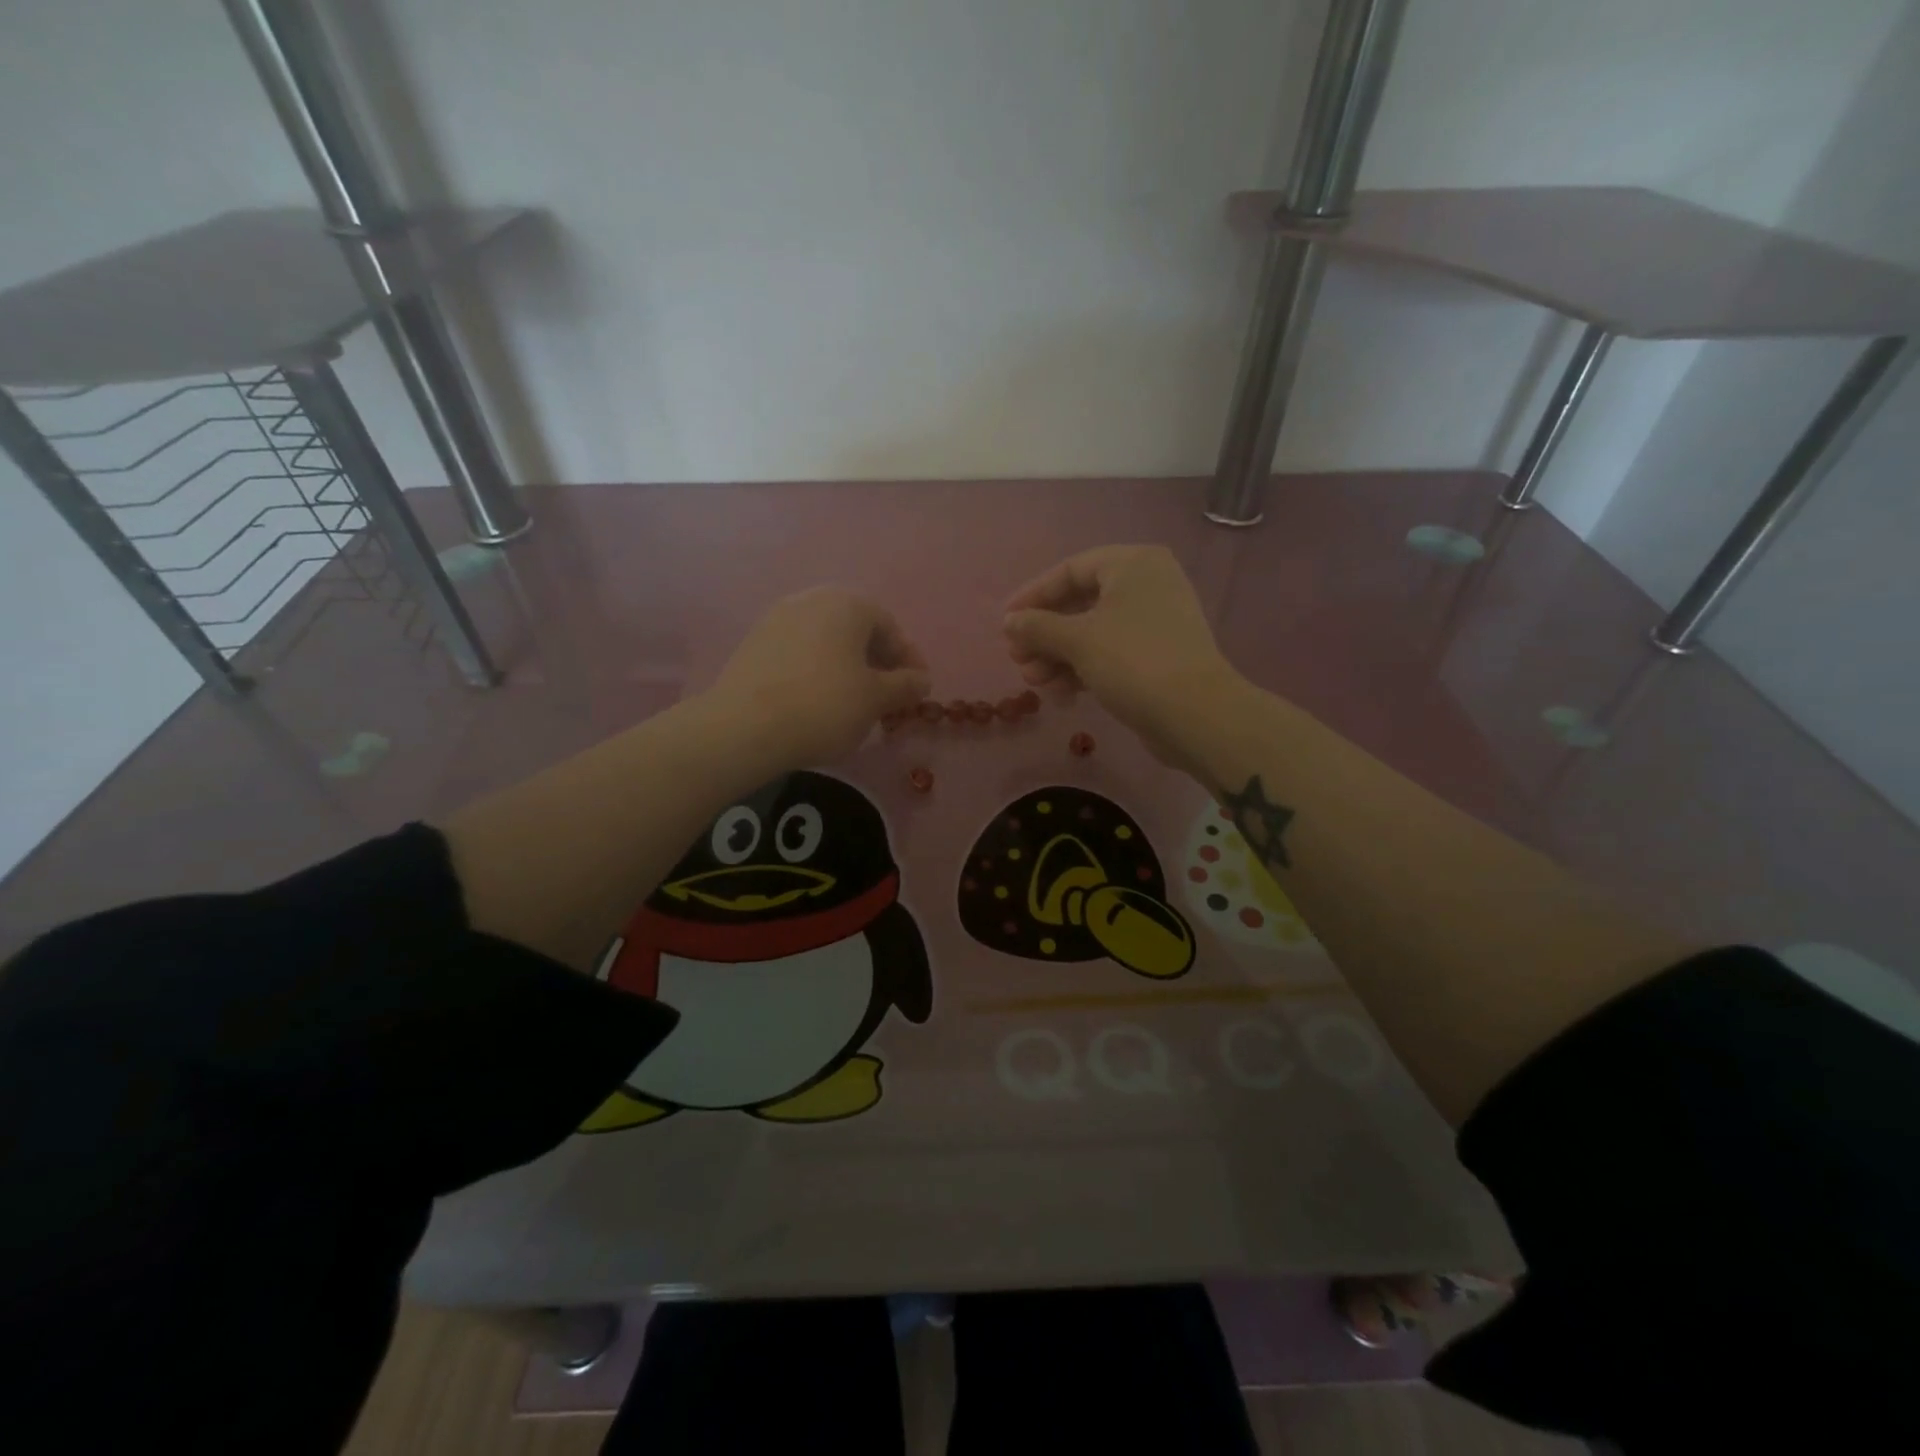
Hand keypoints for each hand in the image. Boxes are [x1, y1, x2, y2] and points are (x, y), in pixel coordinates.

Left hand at [712, 588, 930, 765]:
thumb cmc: (824, 705)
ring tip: (855, 703)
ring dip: (848, 668)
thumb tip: (922, 680)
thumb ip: (905, 686)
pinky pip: (800, 653)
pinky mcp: (754, 643)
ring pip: (827, 641)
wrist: (745, 727)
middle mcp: (811, 600)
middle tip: (888, 697)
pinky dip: (818, 672)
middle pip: (856, 630)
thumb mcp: (876, 699)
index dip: (908, 659)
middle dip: (877, 663)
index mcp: (847, 604)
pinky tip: (819, 702)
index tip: (916, 690)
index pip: (889, 626)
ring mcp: (777, 619)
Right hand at [1003, 545, 1239, 766]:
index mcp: (1133, 564)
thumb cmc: (1133, 661)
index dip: (1033, 596)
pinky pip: (1111, 653)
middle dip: (1044, 634)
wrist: (1196, 715)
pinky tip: (1060, 692)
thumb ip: (1037, 627)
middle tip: (1017, 659)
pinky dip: (1083, 668)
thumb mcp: (1077, 640)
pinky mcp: (1158, 656)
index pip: (1070, 570)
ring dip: (1058, 656)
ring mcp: (1155, 622)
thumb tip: (1010, 622)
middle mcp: (1147, 585)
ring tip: (1034, 682)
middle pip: (1080, 603)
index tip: (1005, 622)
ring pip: (1093, 632)